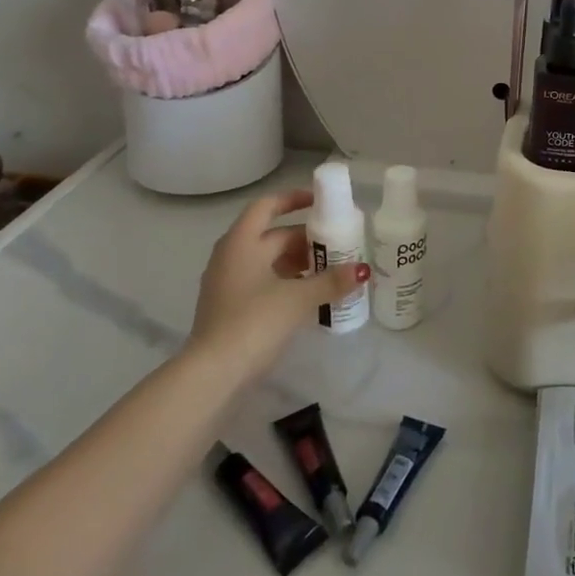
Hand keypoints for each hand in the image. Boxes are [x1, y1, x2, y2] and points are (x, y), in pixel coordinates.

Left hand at [187, 189, 366, 378]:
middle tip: (338, 244)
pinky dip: (286, 282)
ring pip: (268, 261)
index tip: (321, 202)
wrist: (212, 376)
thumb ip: (331, 281)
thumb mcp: (299, 299)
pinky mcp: (229, 308)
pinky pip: (262, 282)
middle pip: (272, 236)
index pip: (267, 206)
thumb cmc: (253, 322)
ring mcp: (227, 284)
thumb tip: (362, 270)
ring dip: (297, 262)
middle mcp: (230, 256)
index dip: (294, 199)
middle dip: (305, 239)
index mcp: (241, 242)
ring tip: (329, 271)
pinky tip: (309, 296)